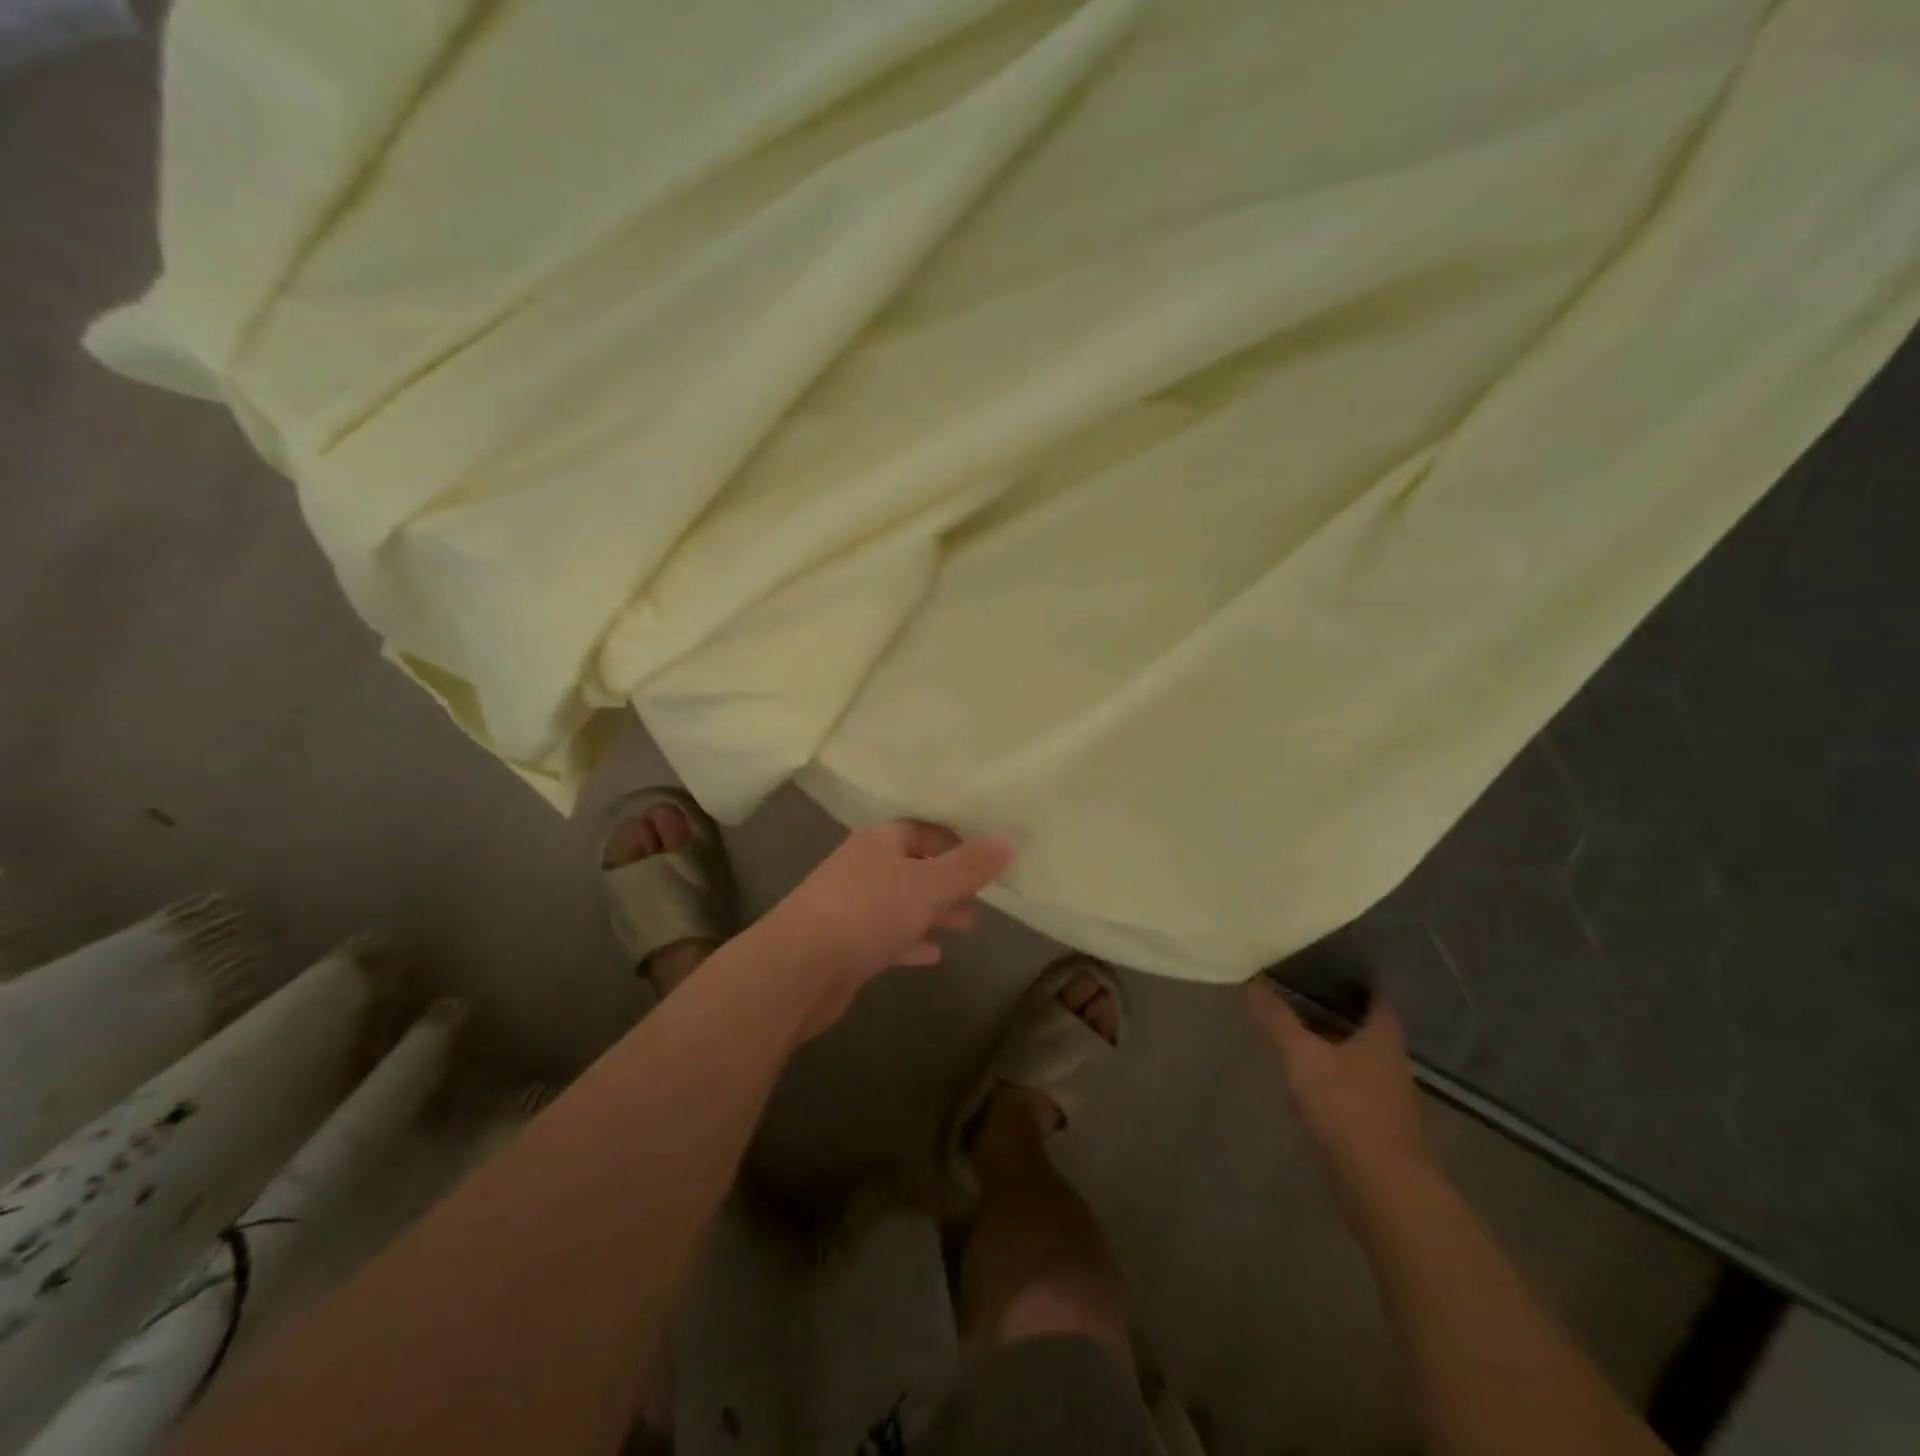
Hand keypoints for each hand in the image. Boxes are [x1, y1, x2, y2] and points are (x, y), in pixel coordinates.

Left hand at [757, 820, 1012, 1030]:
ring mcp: (850, 906)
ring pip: (901, 902)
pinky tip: (934, 954)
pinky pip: (887, 936)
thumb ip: (968, 866)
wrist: (797, 970)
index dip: (955, 842)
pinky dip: (911, 941)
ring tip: (969, 923)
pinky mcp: (844, 944)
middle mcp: (863, 867)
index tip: (986, 860)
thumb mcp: (927, 885)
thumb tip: (1007, 841)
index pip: (922, 830)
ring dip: (933, 911)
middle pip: (913, 866)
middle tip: (984, 896)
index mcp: (879, 842)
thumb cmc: (867, 913)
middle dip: (948, 880)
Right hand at [1246, 978, 1430, 1195]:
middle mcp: (1392, 1066)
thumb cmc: (1346, 1107)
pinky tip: (1310, 1088)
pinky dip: (1336, 1086)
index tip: (1337, 971)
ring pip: (1362, 1066)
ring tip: (1302, 1040)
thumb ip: (1278, 1020)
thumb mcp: (1302, 1055)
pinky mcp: (1380, 1133)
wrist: (1381, 1186)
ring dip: (1338, 1053)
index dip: (1362, 986)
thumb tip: (1254, 982)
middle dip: (1343, 1018)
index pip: (1379, 1002)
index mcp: (1382, 1040)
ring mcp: (1389, 1103)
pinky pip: (1355, 1096)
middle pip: (1369, 1034)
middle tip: (1308, 1000)